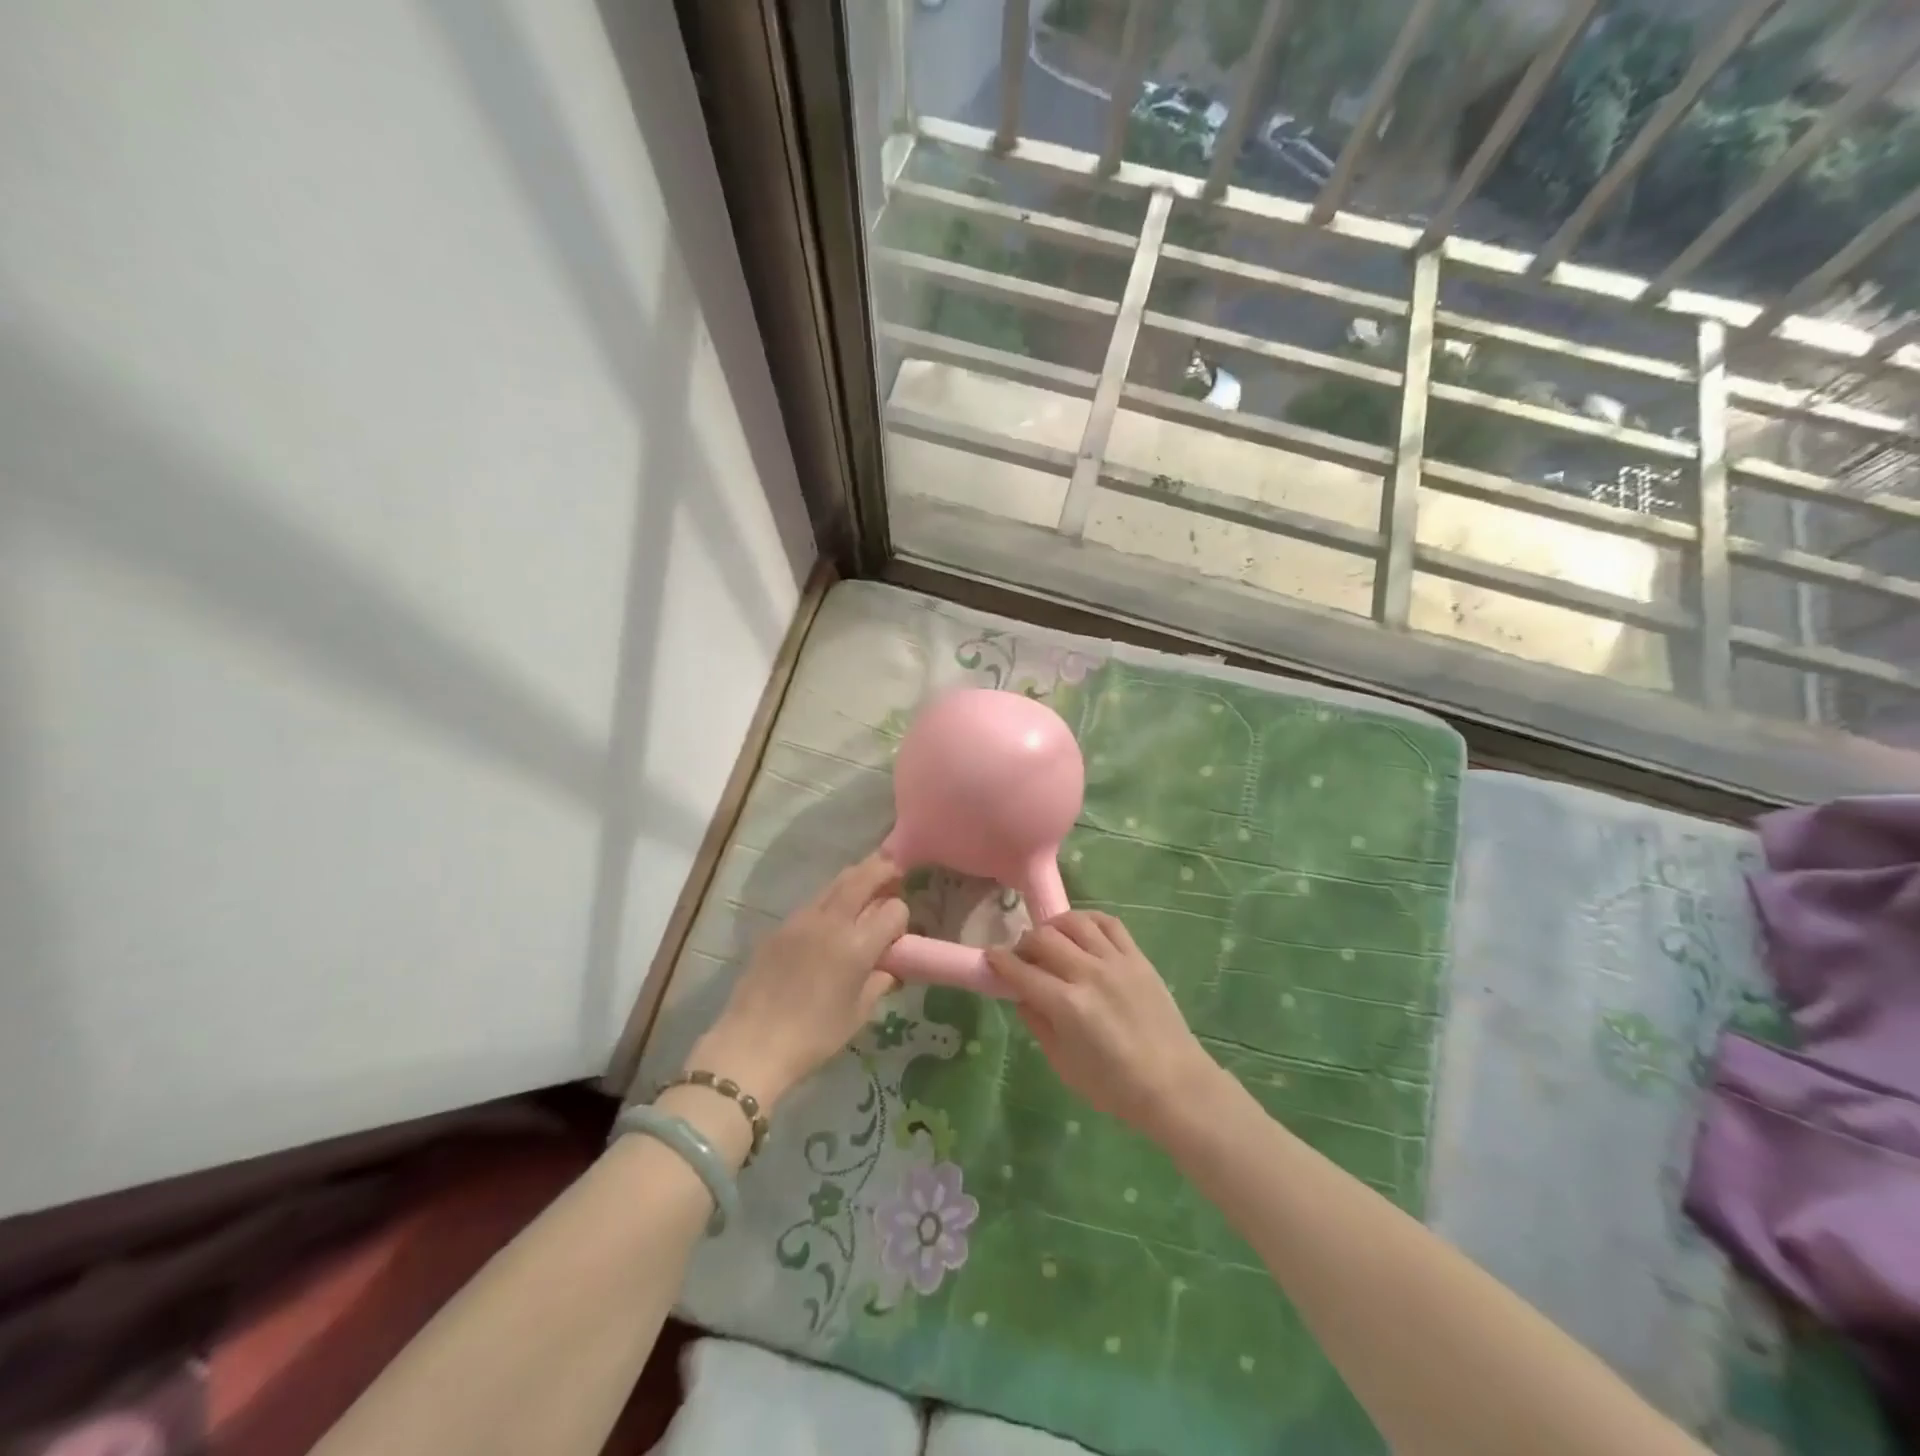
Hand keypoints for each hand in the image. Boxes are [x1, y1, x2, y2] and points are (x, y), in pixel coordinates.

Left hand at [691, 853, 907, 1107]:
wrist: (752, 1044)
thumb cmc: (814, 1037)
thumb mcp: (859, 1014)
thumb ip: (879, 981)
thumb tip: (888, 966)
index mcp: (857, 945)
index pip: (894, 909)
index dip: (901, 917)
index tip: (898, 934)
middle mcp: (832, 921)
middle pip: (864, 876)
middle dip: (883, 869)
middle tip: (895, 871)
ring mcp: (802, 919)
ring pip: (836, 882)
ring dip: (856, 878)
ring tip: (867, 886)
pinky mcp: (780, 926)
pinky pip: (814, 901)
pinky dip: (831, 899)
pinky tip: (831, 919)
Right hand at [987, 911, 1221, 1141]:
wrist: (1173, 1085)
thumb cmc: (1114, 1086)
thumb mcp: (1063, 1064)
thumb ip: (1037, 1024)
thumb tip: (1021, 995)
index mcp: (1067, 1005)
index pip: (1021, 972)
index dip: (999, 962)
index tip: (990, 958)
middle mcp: (1089, 974)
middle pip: (1043, 938)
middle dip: (1023, 943)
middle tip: (1022, 957)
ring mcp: (1116, 962)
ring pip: (1074, 922)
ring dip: (1053, 926)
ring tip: (1050, 940)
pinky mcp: (1137, 958)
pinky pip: (1108, 923)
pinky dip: (1087, 920)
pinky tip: (1080, 931)